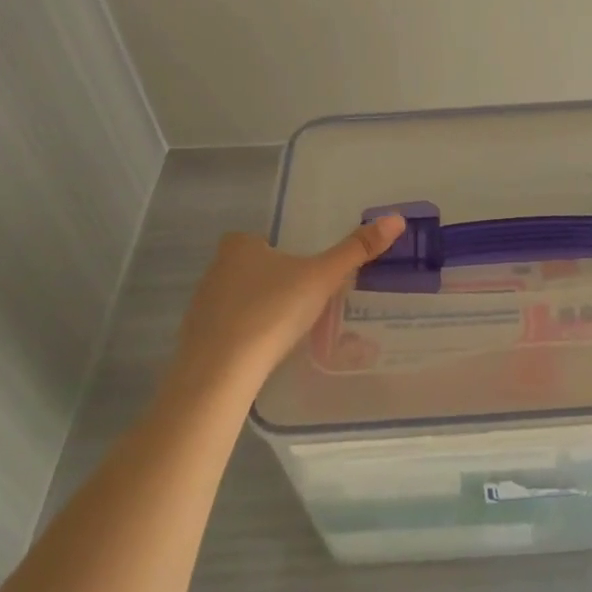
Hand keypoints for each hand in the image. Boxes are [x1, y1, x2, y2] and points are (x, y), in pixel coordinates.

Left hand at [169, 213, 407, 390]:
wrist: (219, 373)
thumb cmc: (271, 312)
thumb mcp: (321, 278)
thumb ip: (356, 250)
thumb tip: (396, 219)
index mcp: (239, 247)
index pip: (254, 240)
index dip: (276, 252)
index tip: (299, 270)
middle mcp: (215, 270)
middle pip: (246, 269)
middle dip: (268, 281)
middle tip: (300, 300)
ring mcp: (200, 307)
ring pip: (234, 301)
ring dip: (255, 310)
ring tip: (286, 330)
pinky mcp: (195, 341)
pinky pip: (225, 331)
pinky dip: (242, 338)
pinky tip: (262, 355)